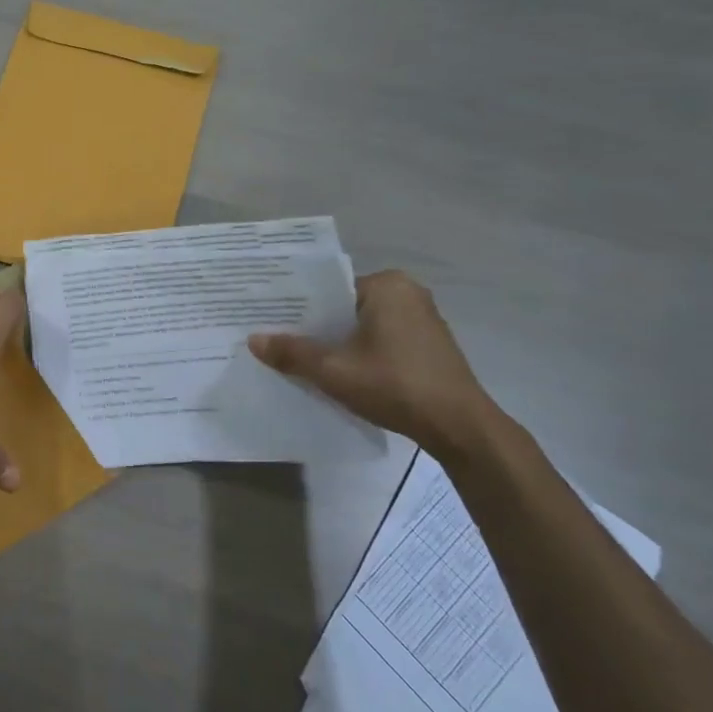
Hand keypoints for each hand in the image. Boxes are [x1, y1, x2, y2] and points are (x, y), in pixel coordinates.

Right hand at [249, 270, 499, 454]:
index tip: (270, 321)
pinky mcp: (428, 344)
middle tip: (278, 340)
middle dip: (316, 326)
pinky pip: (381, 339)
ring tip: (301, 358)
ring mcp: (422, 318)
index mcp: (387, 285)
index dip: (298, 307)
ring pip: (362, 325)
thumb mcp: (334, 371)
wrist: (459, 426)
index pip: (329, 288)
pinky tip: (339, 371)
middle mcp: (407, 292)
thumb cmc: (395, 385)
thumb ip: (292, 353)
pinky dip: (359, 351)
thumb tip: (253, 340)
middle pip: (345, 307)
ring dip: (337, 342)